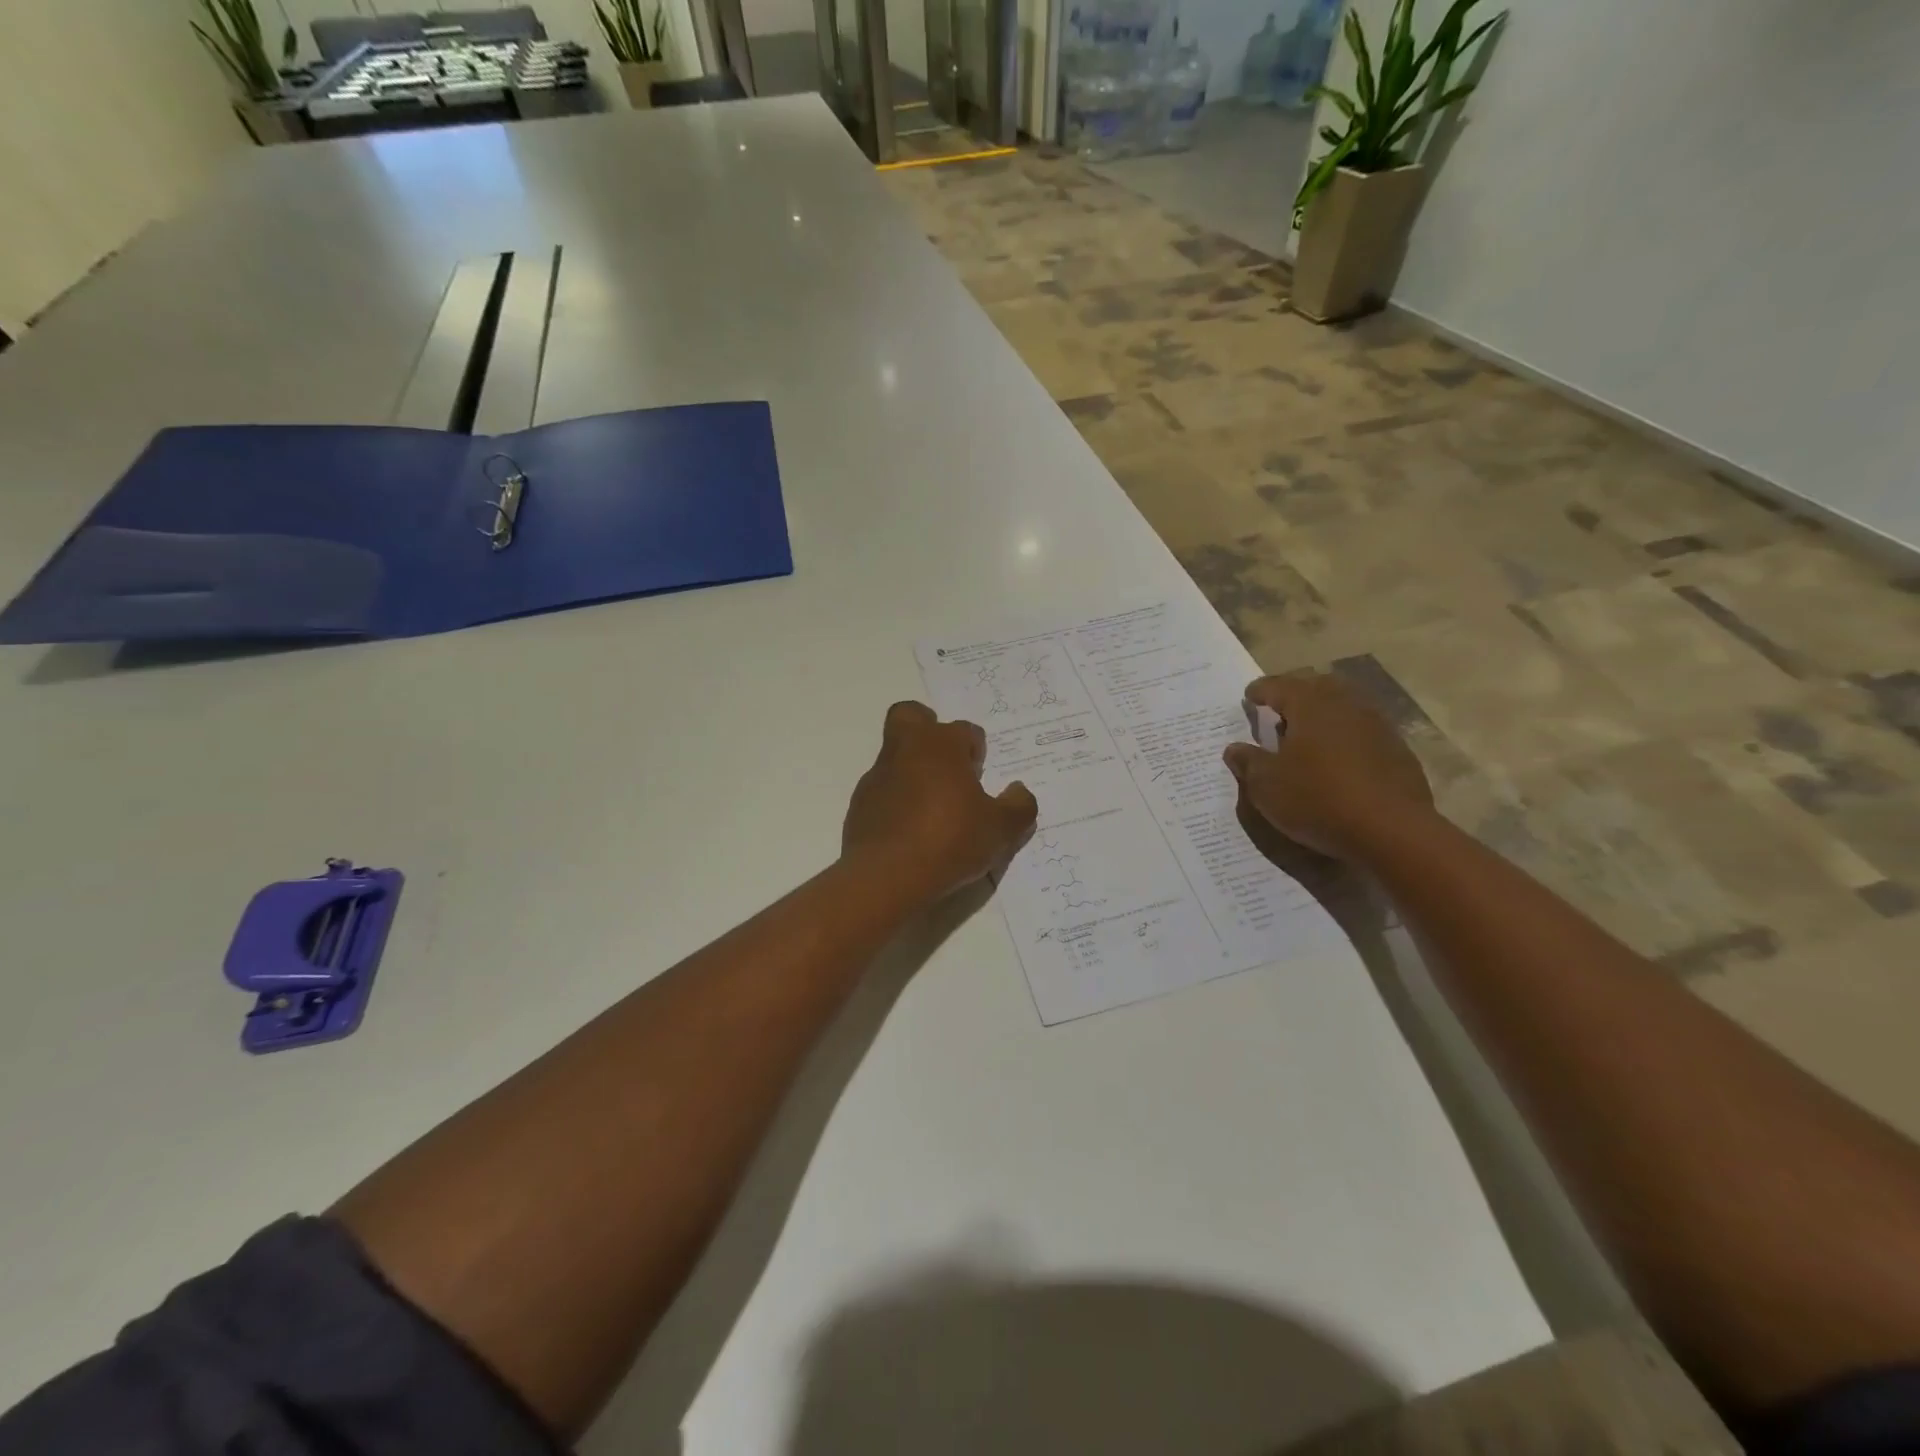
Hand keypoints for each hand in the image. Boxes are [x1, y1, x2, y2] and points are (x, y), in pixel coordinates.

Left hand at [843, 701, 1038, 903]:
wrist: (887, 876)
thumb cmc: (949, 840)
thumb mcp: (1000, 830)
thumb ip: (1018, 807)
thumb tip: (1019, 791)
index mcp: (941, 745)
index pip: (965, 730)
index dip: (976, 751)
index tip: (980, 777)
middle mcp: (906, 750)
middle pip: (911, 716)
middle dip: (928, 729)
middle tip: (947, 764)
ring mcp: (878, 776)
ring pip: (895, 756)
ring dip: (914, 771)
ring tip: (933, 809)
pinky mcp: (859, 804)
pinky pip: (882, 791)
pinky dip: (897, 801)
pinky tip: (911, 831)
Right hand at [1221, 673, 1433, 860]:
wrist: (1391, 831)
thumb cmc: (1317, 799)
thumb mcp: (1266, 785)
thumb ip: (1248, 762)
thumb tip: (1234, 749)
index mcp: (1310, 705)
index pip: (1279, 686)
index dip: (1260, 690)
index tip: (1249, 695)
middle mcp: (1345, 705)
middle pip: (1317, 688)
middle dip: (1296, 695)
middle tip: (1278, 710)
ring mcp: (1377, 726)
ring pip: (1343, 708)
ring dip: (1323, 716)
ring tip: (1306, 735)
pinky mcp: (1397, 751)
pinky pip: (1363, 732)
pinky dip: (1344, 737)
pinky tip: (1337, 759)